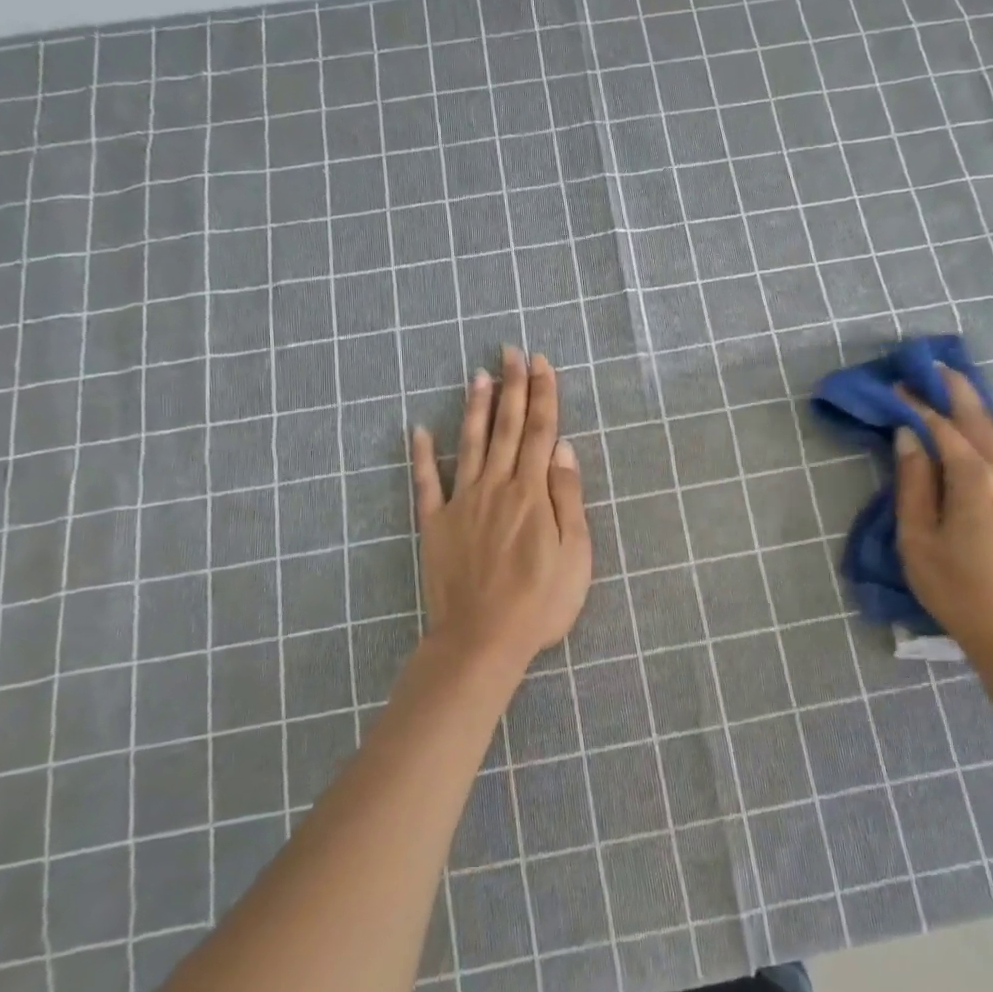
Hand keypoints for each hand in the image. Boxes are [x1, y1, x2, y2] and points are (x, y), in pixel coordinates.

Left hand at [410, 347, 592, 674]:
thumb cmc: (539, 602)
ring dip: (476, 407)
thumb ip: (567, 497)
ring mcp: (462, 503)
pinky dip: (421, 456)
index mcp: (532, 493)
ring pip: (470, 444)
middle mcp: (496, 487)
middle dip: (512, 387)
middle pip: (506, 428)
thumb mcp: (574, 554)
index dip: (543, 395)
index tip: (541, 362)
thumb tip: (562, 449)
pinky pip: (426, 483)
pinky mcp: (435, 525)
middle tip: (510, 351)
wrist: (481, 640)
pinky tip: (418, 430)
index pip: (540, 432)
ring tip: (478, 374)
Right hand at [894, 367, 992, 674]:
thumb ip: (912, 485)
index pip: (940, 428)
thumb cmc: (957, 592)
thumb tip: (909, 438)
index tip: (900, 387)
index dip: (917, 404)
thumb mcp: (917, 542)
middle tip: (936, 374)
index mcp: (974, 480)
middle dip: (956, 390)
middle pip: (983, 416)